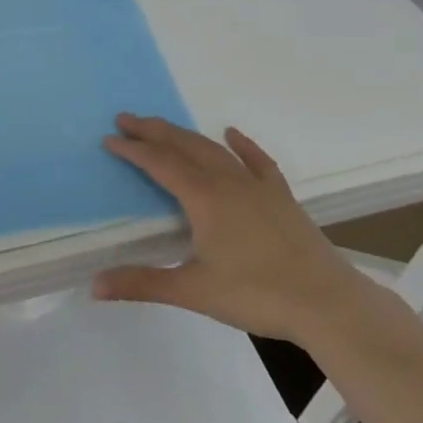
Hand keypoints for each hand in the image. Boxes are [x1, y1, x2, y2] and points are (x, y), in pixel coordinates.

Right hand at [91, 114, 368, 344]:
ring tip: (163, 127)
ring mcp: (258, 186)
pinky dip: (242, 145)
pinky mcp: (281, 197)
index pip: (160, 163)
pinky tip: (232, 134)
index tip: (109, 139)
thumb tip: (94, 285)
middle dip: (153, 130)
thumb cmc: (257, 294)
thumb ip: (142, 283)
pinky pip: (258, 161)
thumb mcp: (193, 291)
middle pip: (184, 146)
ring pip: (214, 149)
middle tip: (126, 118)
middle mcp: (228, 182)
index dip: (133, 150)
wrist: (328, 303)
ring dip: (185, 135)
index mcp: (204, 198)